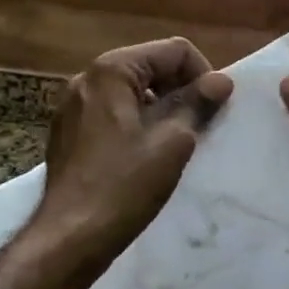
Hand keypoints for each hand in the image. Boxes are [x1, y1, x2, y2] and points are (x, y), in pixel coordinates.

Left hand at [31, 37, 233, 275]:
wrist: (69, 237)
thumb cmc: (124, 185)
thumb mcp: (172, 142)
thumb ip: (197, 104)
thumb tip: (221, 80)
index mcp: (112, 70)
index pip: (173, 51)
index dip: (202, 75)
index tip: (214, 110)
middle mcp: (87, 78)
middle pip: (150, 66)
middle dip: (180, 90)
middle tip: (199, 127)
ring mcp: (72, 105)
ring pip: (131, 91)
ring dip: (159, 108)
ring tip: (175, 143)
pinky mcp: (67, 131)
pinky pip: (112, 113)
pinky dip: (135, 123)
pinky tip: (145, 155)